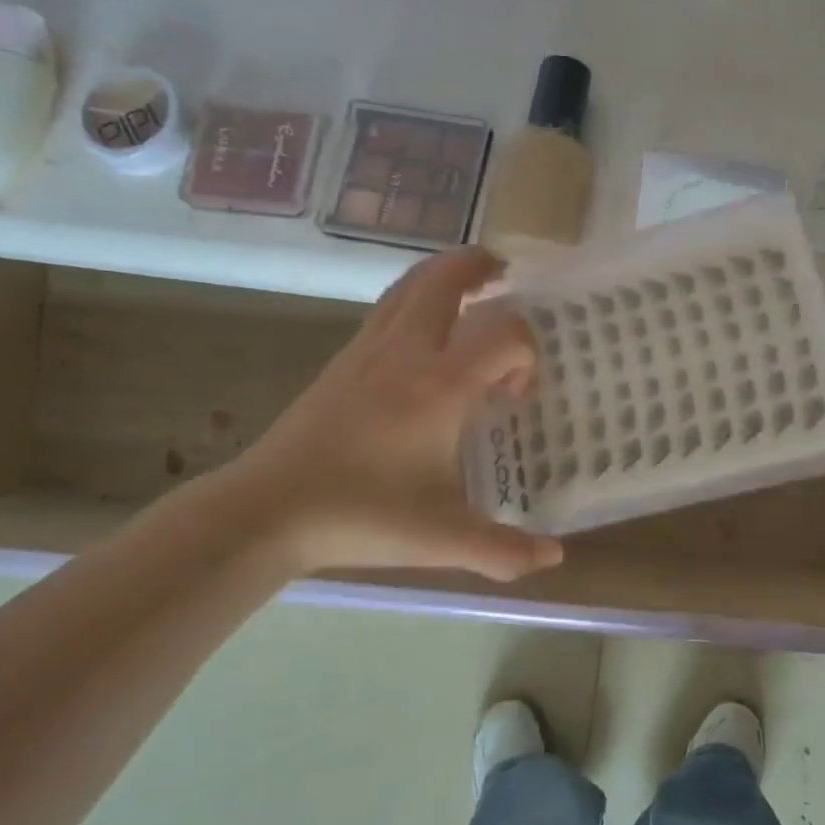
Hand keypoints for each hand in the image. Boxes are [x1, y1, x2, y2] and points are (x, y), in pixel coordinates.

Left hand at [226, 247, 563, 582]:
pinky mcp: (343, 361)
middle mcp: (407, 353)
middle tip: (504, 273)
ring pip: (410, 287)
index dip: (527, 353)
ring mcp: (368, 351)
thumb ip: (504, 549)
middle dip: (479, 266)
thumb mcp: (443, 538)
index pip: (504, 334)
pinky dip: (416, 300)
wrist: (268, 509)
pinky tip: (423, 334)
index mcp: (441, 386)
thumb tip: (556, 559)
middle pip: (446, 279)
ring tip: (470, 287)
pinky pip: (388, 309)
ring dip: (444, 276)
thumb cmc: (363, 516)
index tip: (517, 396)